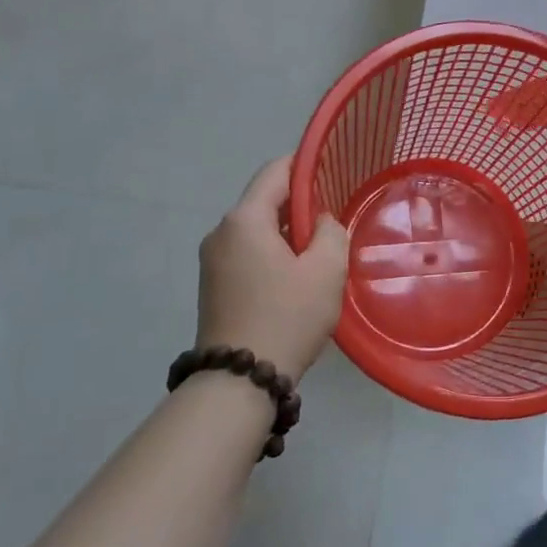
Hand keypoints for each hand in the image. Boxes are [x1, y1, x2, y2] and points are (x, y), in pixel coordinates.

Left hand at [196, 157, 349, 382]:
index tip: (333, 169)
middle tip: (334, 219)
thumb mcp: (326, 270)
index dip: (305, 165)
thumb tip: (321, 222)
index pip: (275, 172)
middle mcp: (221, 232)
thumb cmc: (287, 317)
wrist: (239, 382)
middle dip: (300, 204)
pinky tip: (296, 276)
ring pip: (257, 229)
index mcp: (244, 220)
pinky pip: (247, 252)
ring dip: (288, 233)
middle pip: (264, 201)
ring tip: (320, 251)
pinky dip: (272, 253)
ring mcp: (212, 260)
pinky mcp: (213, 285)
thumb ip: (331, 231)